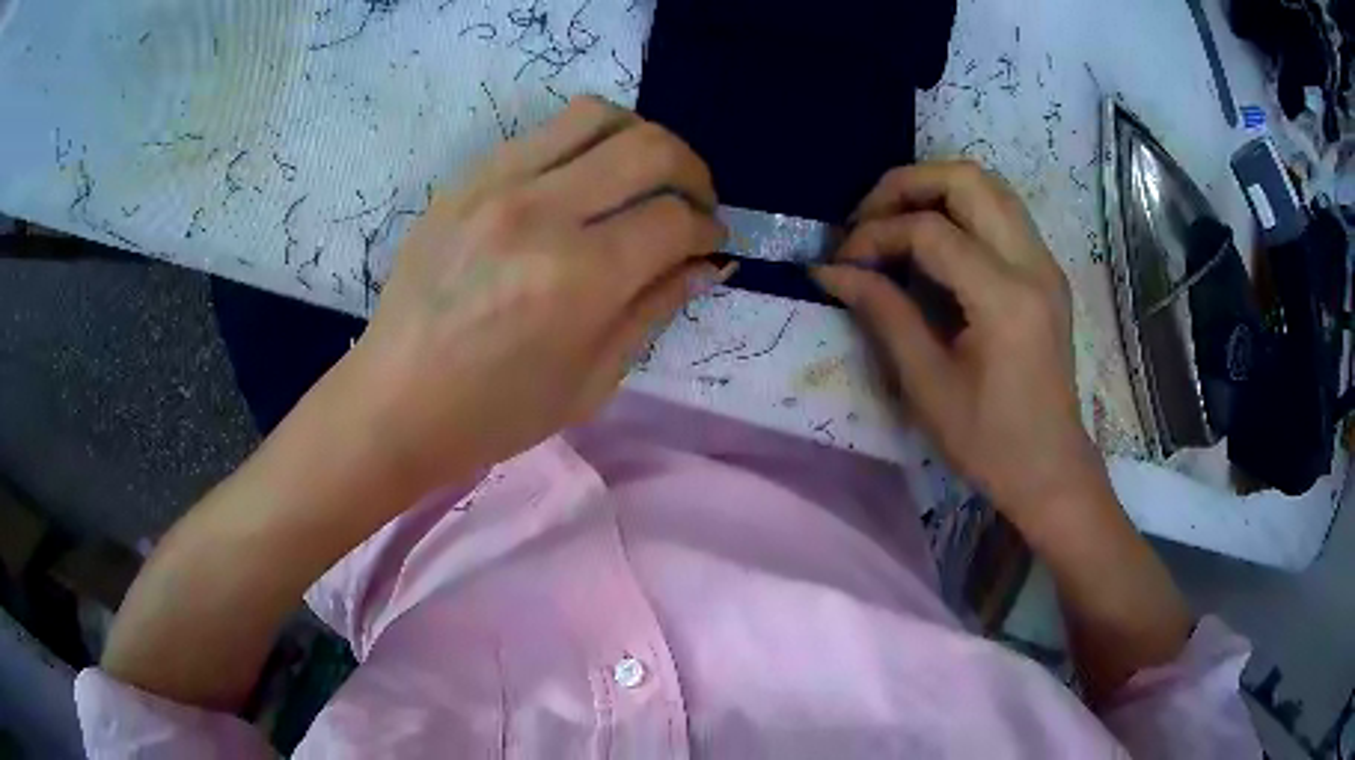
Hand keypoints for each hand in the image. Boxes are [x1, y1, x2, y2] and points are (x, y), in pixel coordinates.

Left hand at [347, 97, 726, 491]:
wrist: (395, 401)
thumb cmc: (496, 412)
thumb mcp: (592, 381)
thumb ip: (654, 308)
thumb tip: (705, 264)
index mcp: (579, 279)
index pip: (675, 220)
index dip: (708, 229)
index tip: (710, 243)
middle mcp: (541, 213)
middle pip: (649, 148)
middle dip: (692, 171)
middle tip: (693, 203)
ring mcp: (495, 185)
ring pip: (597, 115)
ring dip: (640, 138)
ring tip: (644, 175)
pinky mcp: (465, 179)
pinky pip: (543, 132)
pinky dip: (584, 144)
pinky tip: (583, 180)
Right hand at [816, 161, 1108, 529]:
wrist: (1050, 470)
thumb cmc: (989, 442)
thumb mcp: (927, 385)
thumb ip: (882, 313)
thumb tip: (830, 271)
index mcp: (1005, 299)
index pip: (931, 231)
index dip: (876, 235)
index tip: (841, 262)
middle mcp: (1033, 265)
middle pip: (968, 179)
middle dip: (906, 185)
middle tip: (867, 219)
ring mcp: (1046, 265)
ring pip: (990, 186)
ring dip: (935, 190)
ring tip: (895, 222)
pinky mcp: (1046, 274)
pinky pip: (1002, 212)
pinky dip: (961, 208)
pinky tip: (934, 242)